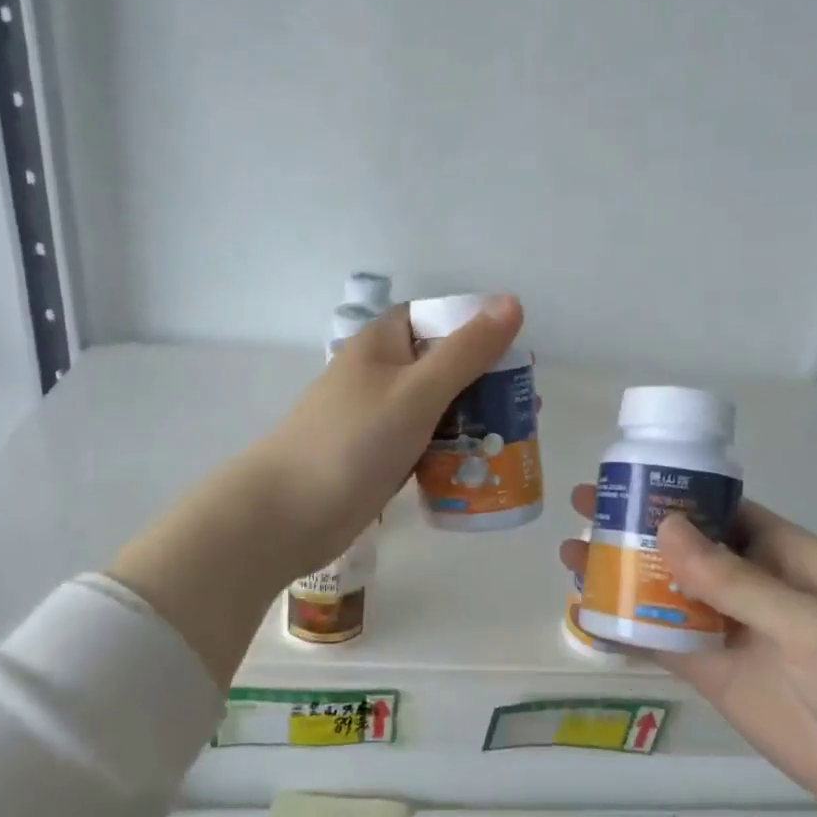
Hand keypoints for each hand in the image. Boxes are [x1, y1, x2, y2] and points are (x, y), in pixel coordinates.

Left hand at [243, 295, 524, 575]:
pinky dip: (452, 451)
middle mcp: (380, 375)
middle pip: (442, 366)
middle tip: (527, 405)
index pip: (435, 318)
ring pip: (436, 409)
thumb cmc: (354, 442)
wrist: (289, 514)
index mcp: (382, 344)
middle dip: (484, 383)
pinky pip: (425, 445)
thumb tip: (511, 302)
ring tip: (516, 437)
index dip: (475, 328)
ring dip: (473, 420)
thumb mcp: (417, 391)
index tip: (516, 352)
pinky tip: (482, 467)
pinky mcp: (379, 458)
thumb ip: (466, 351)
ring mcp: (378, 419)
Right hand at [561, 488, 816, 816]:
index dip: (675, 493)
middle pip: (685, 549)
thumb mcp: (811, 623)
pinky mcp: (719, 677)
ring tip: (571, 559)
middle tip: (582, 514)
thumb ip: (736, 580)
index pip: (723, 511)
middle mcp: (755, 587)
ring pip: (668, 594)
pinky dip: (629, 630)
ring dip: (624, 576)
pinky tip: (590, 617)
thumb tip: (666, 527)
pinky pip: (666, 644)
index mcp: (788, 556)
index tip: (624, 480)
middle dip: (636, 530)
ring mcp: (734, 633)